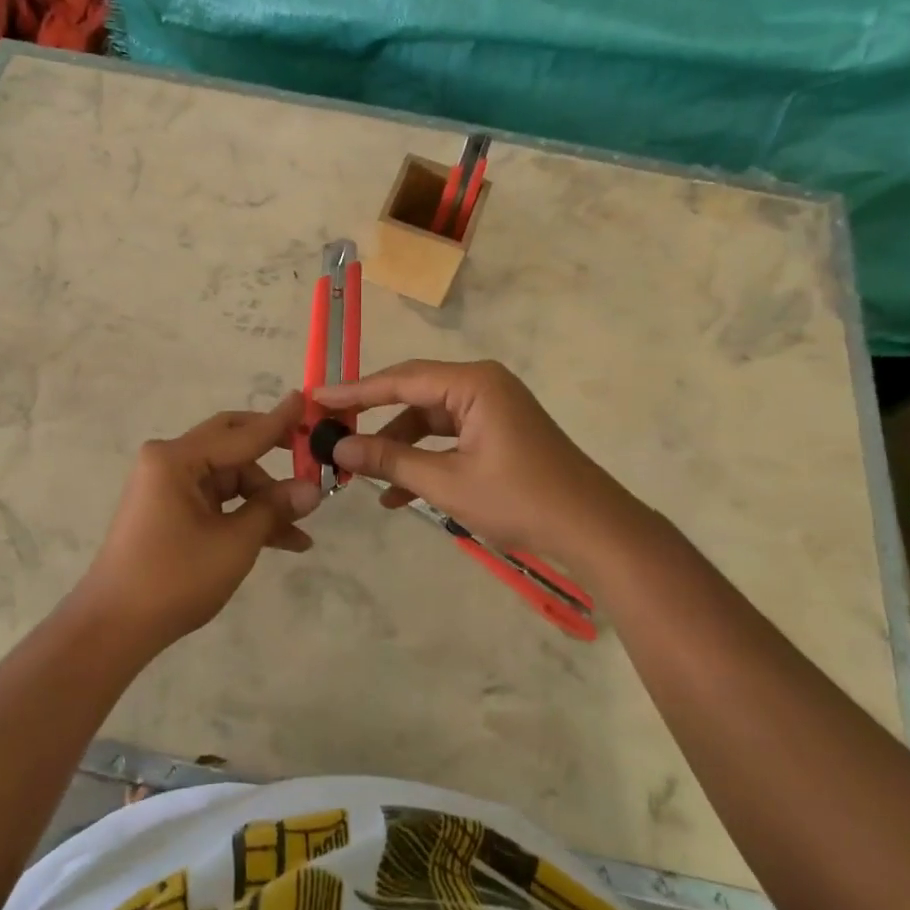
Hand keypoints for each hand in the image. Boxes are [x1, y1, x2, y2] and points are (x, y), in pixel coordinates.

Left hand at [76, 392, 323, 650]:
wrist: (113, 628)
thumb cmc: (174, 578)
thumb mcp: (234, 543)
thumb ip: (273, 508)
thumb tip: (312, 489)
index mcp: (177, 458)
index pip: (241, 434)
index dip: (279, 422)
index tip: (307, 400)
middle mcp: (169, 462)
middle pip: (232, 445)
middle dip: (273, 455)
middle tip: (310, 455)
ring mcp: (167, 486)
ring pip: (228, 478)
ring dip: (264, 499)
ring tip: (302, 529)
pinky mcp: (169, 510)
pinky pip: (216, 500)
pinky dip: (244, 515)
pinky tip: (281, 540)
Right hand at [313, 359, 635, 562]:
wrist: (594, 530)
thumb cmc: (520, 500)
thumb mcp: (447, 482)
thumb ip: (390, 461)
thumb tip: (338, 448)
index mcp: (473, 383)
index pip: (400, 379)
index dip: (355, 392)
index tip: (316, 397)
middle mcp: (482, 385)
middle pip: (413, 394)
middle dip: (373, 419)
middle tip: (331, 433)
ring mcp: (492, 408)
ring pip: (428, 419)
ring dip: (398, 447)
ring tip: (362, 475)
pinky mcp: (498, 431)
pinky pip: (448, 436)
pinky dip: (424, 459)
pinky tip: (398, 493)